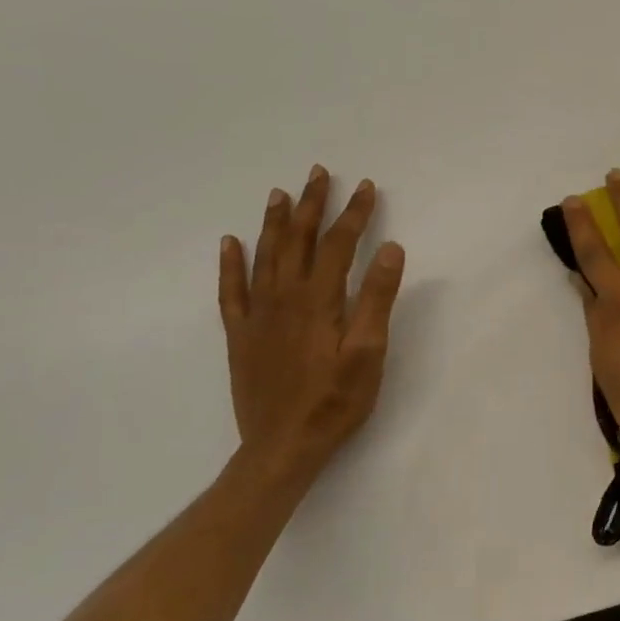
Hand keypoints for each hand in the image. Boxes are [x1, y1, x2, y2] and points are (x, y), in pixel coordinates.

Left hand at [220, 165, 405, 476]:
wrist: (282, 447)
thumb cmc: (336, 401)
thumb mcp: (369, 352)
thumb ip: (377, 298)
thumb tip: (389, 248)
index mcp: (318, 301)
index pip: (337, 244)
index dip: (354, 214)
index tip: (367, 187)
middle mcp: (283, 298)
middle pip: (297, 240)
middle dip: (311, 205)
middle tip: (319, 173)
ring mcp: (257, 316)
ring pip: (264, 257)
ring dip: (274, 223)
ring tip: (280, 193)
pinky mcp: (240, 336)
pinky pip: (230, 290)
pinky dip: (230, 263)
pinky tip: (230, 243)